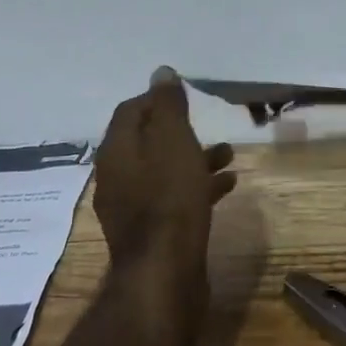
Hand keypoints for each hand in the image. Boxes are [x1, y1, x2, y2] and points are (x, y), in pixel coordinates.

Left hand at [93, 67, 236, 275]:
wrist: (165, 273)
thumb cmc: (169, 198)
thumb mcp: (172, 141)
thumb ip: (166, 106)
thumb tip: (161, 73)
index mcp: (116, 151)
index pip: (130, 111)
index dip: (156, 100)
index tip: (186, 97)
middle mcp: (117, 177)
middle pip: (147, 142)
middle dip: (179, 131)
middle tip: (208, 125)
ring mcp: (132, 208)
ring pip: (164, 172)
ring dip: (194, 159)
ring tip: (229, 155)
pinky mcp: (151, 234)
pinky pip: (173, 199)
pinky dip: (197, 188)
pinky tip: (226, 187)